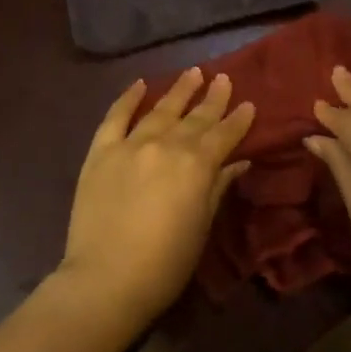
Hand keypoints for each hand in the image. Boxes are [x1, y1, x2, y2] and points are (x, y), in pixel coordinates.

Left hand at [57, 68, 254, 334]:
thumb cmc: (165, 263)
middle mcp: (165, 145)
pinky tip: (140, 84)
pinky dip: (128, 98)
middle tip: (223, 78)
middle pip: (194, 117)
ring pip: (160, 109)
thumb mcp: (202, 226)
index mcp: (196, 165)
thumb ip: (218, 187)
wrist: (106, 278)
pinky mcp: (101, 151)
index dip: (238, 119)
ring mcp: (130, 144)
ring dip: (178, 90)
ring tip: (193, 73)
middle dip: (212, 98)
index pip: (223, 135)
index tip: (249, 103)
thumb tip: (237, 161)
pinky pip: (116, 116)